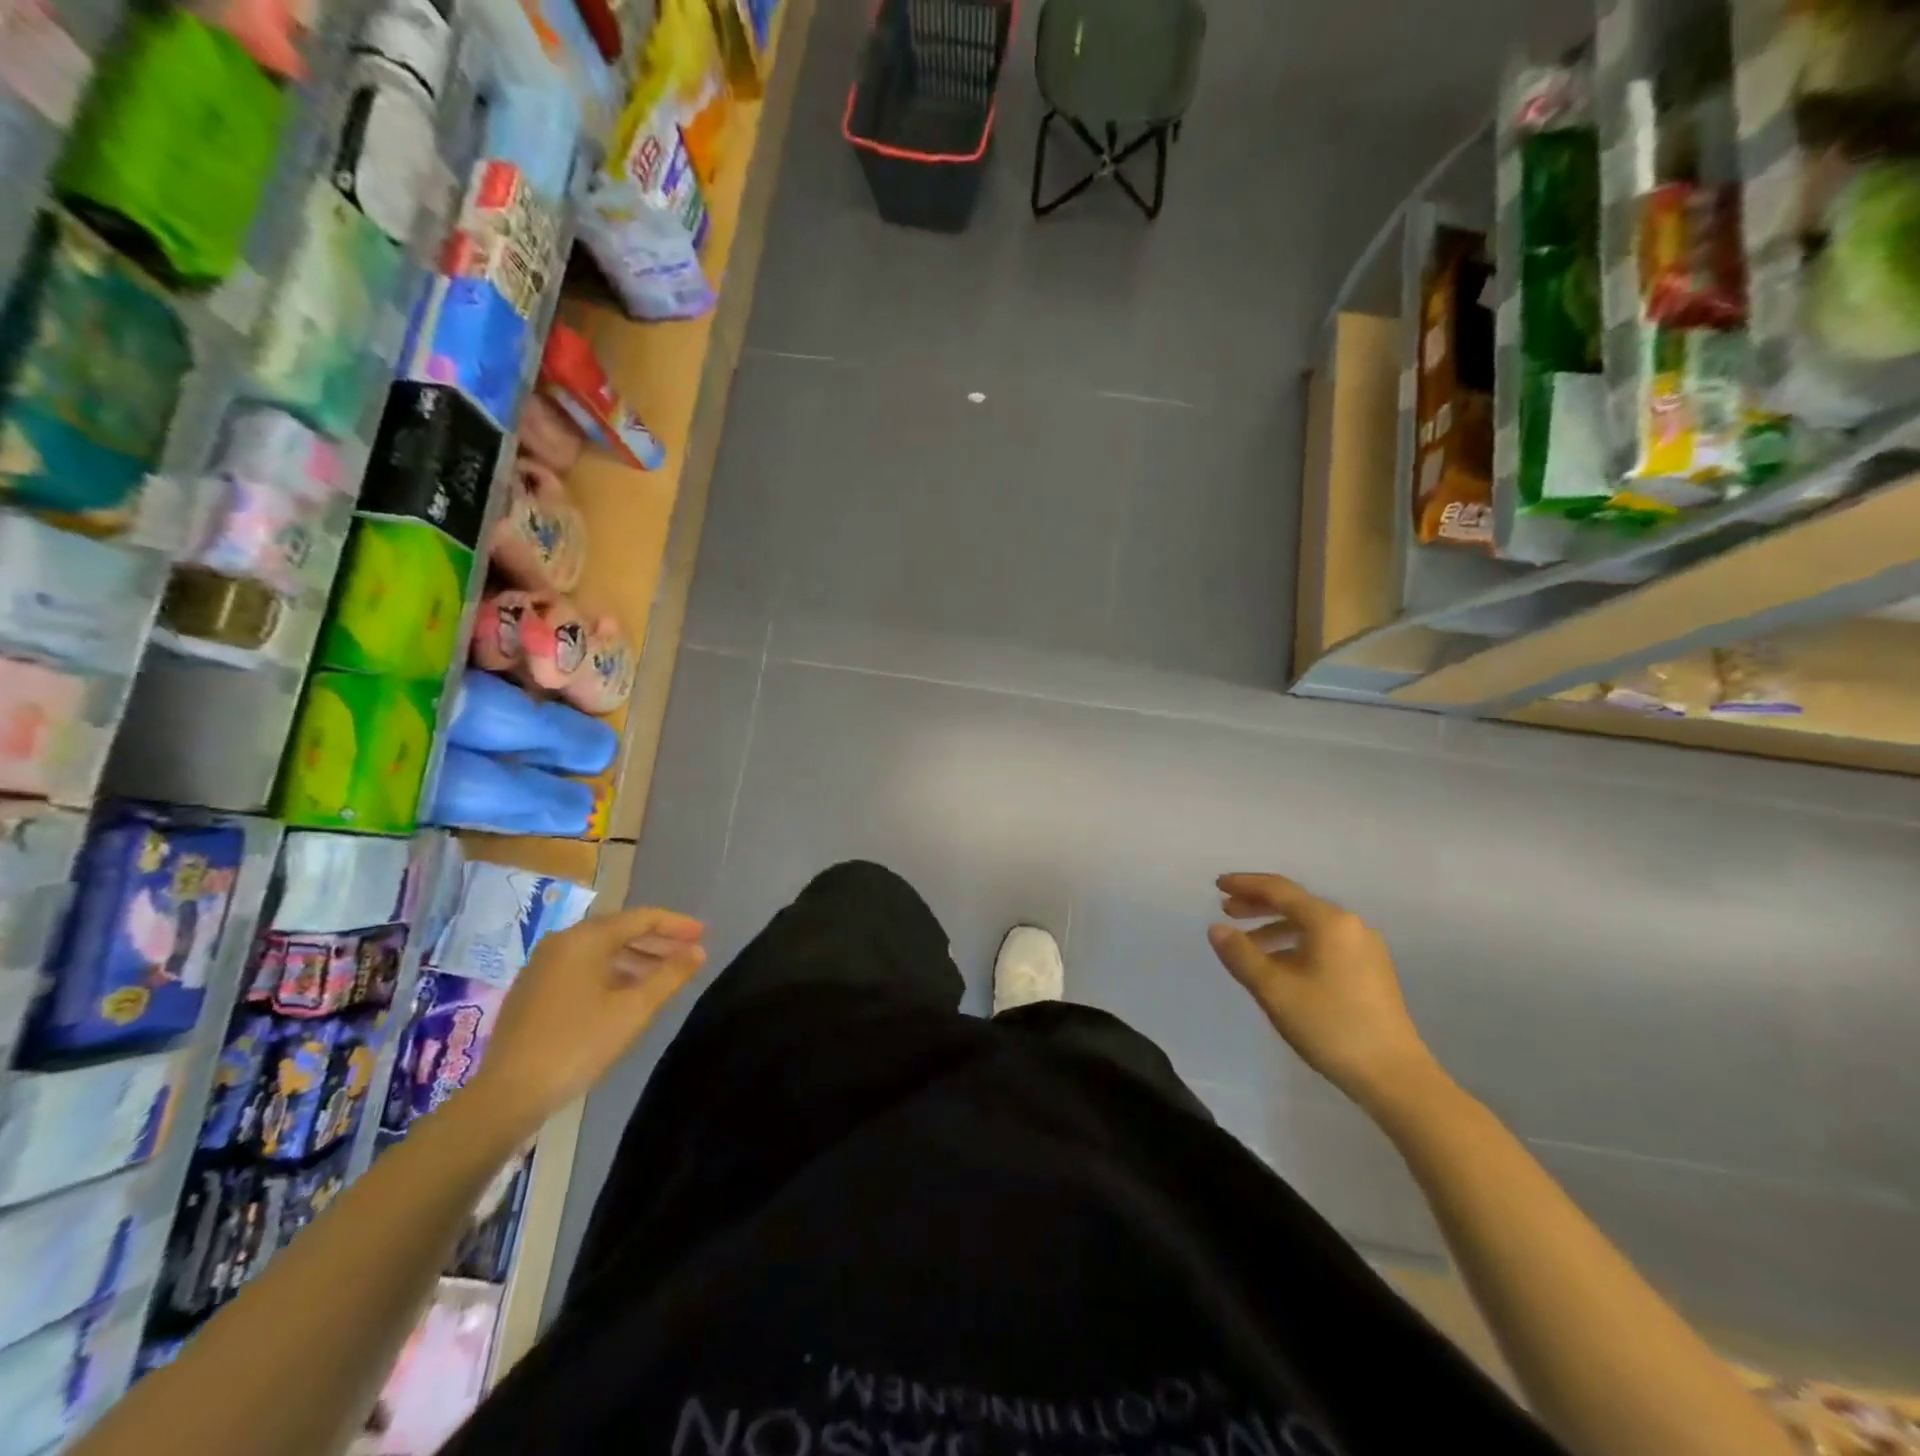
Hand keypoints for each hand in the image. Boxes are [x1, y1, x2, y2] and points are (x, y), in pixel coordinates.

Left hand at [464, 905, 706, 1135]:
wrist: (508, 1094)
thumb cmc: (578, 1044)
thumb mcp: (634, 1010)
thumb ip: (670, 975)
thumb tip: (698, 951)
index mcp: (586, 938)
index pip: (641, 918)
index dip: (676, 925)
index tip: (703, 935)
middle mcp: (562, 942)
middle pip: (620, 930)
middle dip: (657, 941)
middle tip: (688, 955)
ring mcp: (542, 965)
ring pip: (600, 950)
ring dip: (636, 958)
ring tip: (663, 977)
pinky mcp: (532, 989)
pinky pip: (582, 967)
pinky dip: (611, 972)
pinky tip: (625, 994)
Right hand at [1207, 873, 1444, 1110]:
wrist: (1394, 1076)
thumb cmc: (1330, 1025)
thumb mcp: (1274, 989)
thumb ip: (1241, 955)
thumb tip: (1216, 928)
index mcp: (1329, 922)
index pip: (1278, 890)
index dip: (1245, 885)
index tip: (1217, 885)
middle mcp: (1350, 925)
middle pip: (1296, 904)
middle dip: (1258, 905)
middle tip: (1227, 911)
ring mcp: (1365, 948)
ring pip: (1310, 925)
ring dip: (1275, 928)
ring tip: (1247, 944)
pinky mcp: (1371, 970)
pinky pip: (1324, 943)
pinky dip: (1295, 944)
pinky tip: (1280, 966)